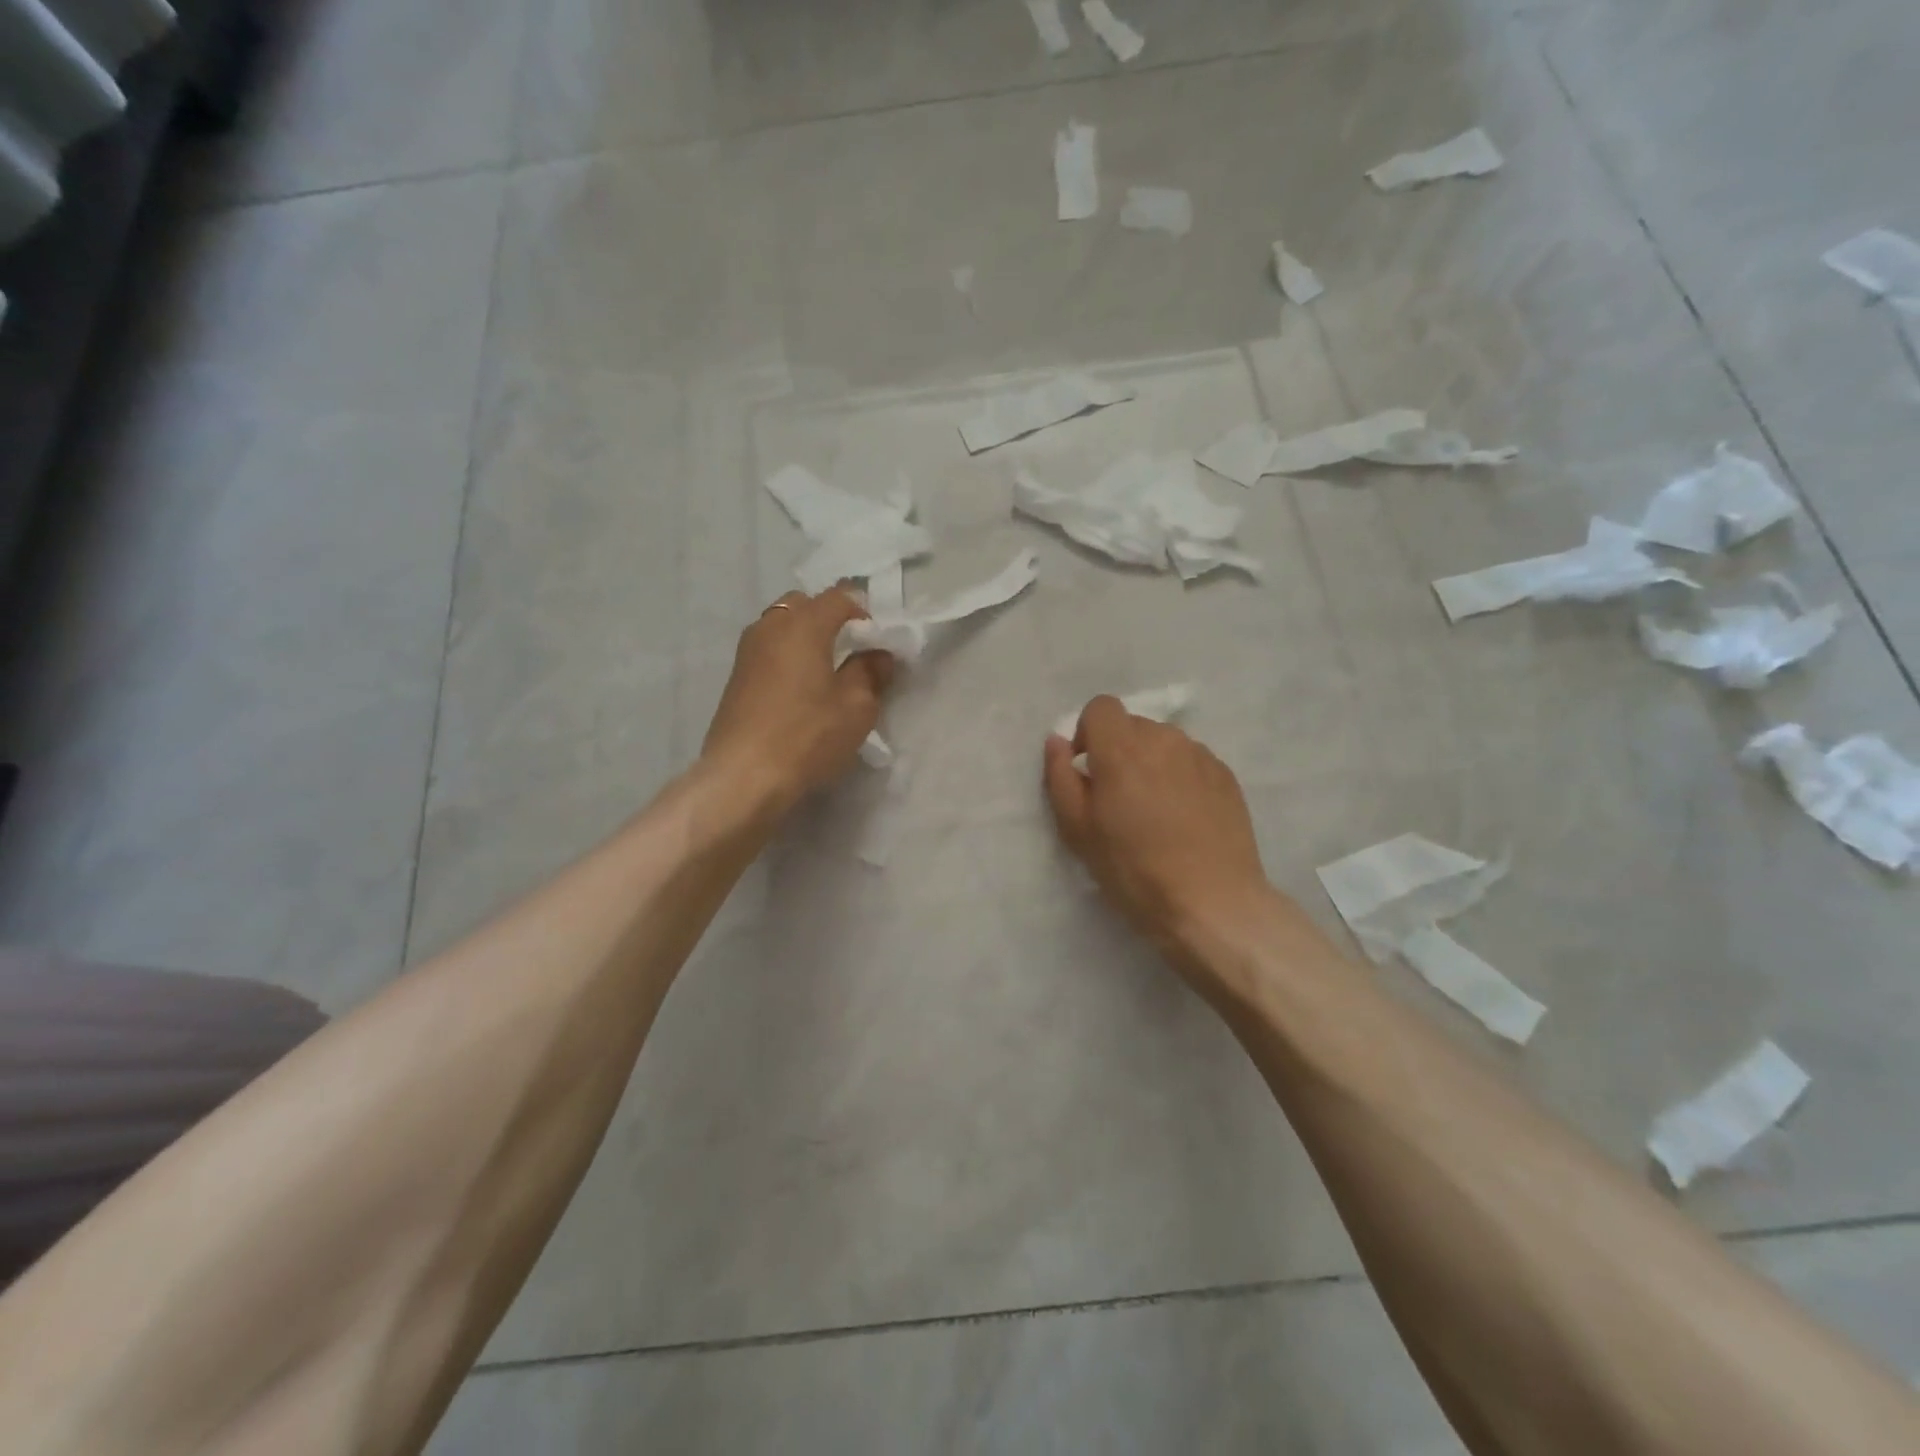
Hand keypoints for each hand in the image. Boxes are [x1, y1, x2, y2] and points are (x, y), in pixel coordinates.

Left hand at [703, 588, 894, 808]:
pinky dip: (786, 657)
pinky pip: (768, 650)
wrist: (744, 776)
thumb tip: (878, 654)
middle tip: (850, 651)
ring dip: (804, 638)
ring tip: (825, 671)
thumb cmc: (808, 735)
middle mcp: (771, 627)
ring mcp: (748, 651)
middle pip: (803, 604)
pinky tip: (799, 690)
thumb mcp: (856, 707)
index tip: (878, 641)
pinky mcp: (736, 677)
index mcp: (804, 624)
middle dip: (829, 618)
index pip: (839, 597)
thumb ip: (870, 672)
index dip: (863, 612)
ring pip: (781, 626)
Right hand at [1043, 696, 1269, 957]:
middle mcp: (1163, 739)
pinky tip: (1183, 819)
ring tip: (1154, 811)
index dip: (1089, 734)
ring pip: (1163, 743)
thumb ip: (1060, 777)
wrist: (1210, 902)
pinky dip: (1180, 778)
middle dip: (1119, 751)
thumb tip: (1057, 741)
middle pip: (1132, 726)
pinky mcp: (1225, 775)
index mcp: (1122, 748)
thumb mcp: (1078, 830)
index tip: (1089, 770)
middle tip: (1119, 800)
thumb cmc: (1133, 869)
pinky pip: (1191, 761)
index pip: (1101, 707)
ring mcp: (1199, 755)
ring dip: (1151, 764)